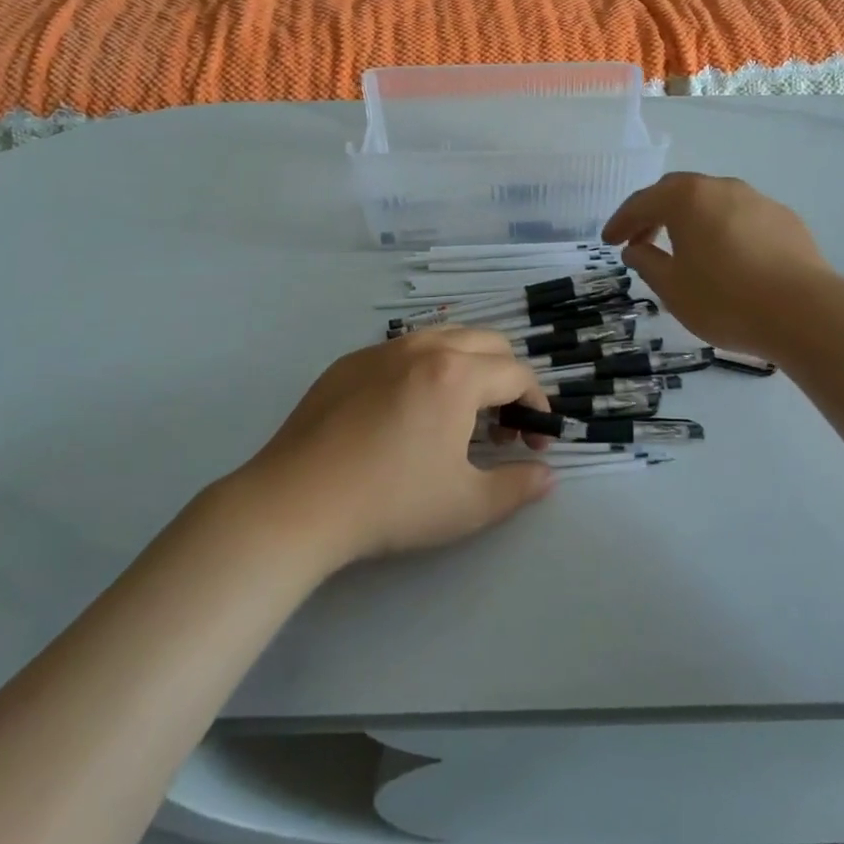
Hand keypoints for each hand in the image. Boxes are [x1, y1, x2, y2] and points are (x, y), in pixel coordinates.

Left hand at [235, 329, 555, 567]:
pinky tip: (407, 413)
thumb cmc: (391, 502)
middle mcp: (424, 347)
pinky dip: (425, 369)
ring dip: (467, 366)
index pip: (517, 374)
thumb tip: (546, 474)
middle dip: (506, 378)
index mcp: (457, 374)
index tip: (534, 441)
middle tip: (500, 426)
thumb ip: (518, 486)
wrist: (297, 502)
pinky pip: (403, 351)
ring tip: (458, 414)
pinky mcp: (349, 362)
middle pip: (487, 343)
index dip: (536, 404)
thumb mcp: (467, 505)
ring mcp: (381, 350)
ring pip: (443, 338)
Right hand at [603, 172, 843, 352]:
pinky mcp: (786, 220)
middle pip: (678, 194)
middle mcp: (722, 188)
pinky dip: (723, 231)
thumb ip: (647, 263)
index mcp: (687, 198)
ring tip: (684, 251)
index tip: (608, 241)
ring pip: (713, 204)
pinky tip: (727, 260)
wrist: (806, 313)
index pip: (642, 202)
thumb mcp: (672, 288)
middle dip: (654, 215)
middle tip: (640, 241)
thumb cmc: (725, 300)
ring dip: (691, 222)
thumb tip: (635, 248)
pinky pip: (742, 218)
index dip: (621, 222)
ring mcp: (758, 200)